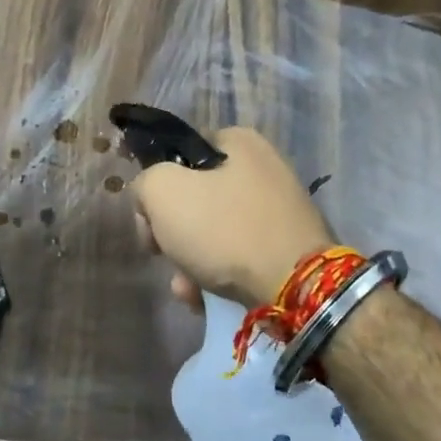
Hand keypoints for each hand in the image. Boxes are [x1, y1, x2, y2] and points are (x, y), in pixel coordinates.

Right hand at [129, 126, 333, 308]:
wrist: (295, 288)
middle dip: (172, 233)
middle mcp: (263, 169)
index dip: (156, 186)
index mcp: (239, 142)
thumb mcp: (163, 192)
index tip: (149, 219)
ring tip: (186, 289)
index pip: (180, 154)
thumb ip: (145, 183)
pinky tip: (205, 298)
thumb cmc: (224, 229)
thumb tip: (151, 197)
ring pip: (214, 232)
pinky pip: (238, 255)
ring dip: (189, 261)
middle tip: (162, 254)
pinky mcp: (287, 247)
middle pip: (195, 197)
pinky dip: (217, 274)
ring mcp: (279, 210)